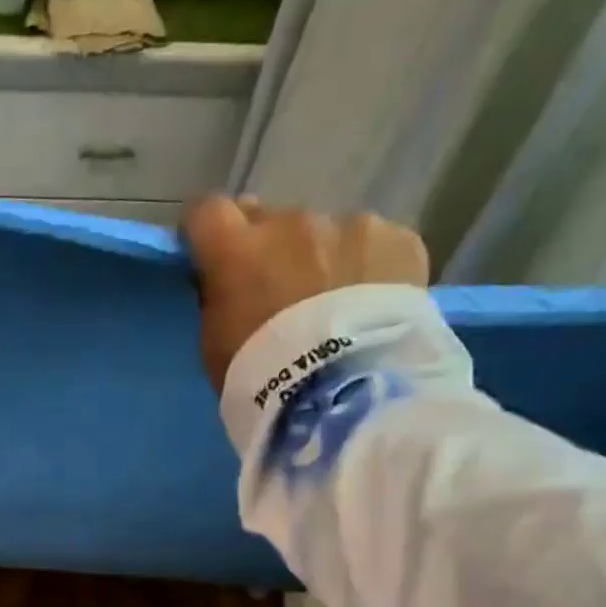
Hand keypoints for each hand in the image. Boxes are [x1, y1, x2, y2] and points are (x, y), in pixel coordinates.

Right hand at [183, 199, 429, 391]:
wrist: (342, 395)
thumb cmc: (260, 377)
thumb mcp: (215, 346)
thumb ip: (219, 299)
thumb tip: (228, 279)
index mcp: (237, 249)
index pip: (207, 211)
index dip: (207, 230)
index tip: (210, 253)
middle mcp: (292, 223)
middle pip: (271, 220)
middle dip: (270, 248)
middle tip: (279, 292)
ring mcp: (351, 226)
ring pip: (327, 233)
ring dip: (323, 258)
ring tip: (336, 307)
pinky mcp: (399, 241)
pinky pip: (376, 246)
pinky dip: (369, 269)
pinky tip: (372, 307)